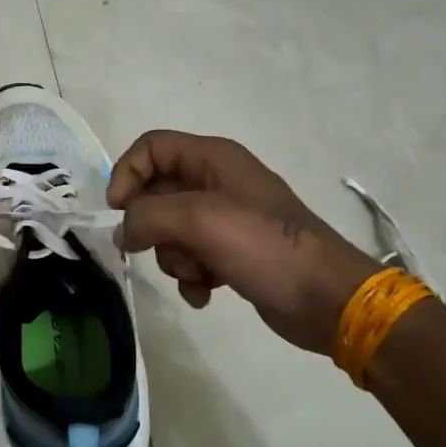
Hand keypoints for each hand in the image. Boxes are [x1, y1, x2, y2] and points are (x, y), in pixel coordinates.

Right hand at [107, 131, 378, 355]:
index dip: (128, 173)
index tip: (118, 211)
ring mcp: (226, 220)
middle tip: (161, 247)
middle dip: (152, 226)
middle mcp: (218, 182)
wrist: (327, 299)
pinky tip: (206, 293)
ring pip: (170, 232)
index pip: (151, 147)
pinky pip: (191, 259)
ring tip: (200, 272)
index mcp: (214, 158)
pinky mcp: (232, 254)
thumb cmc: (265, 246)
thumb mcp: (200, 220)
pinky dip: (192, 277)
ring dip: (175, 257)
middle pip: (156, 193)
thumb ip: (148, 217)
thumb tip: (123, 232)